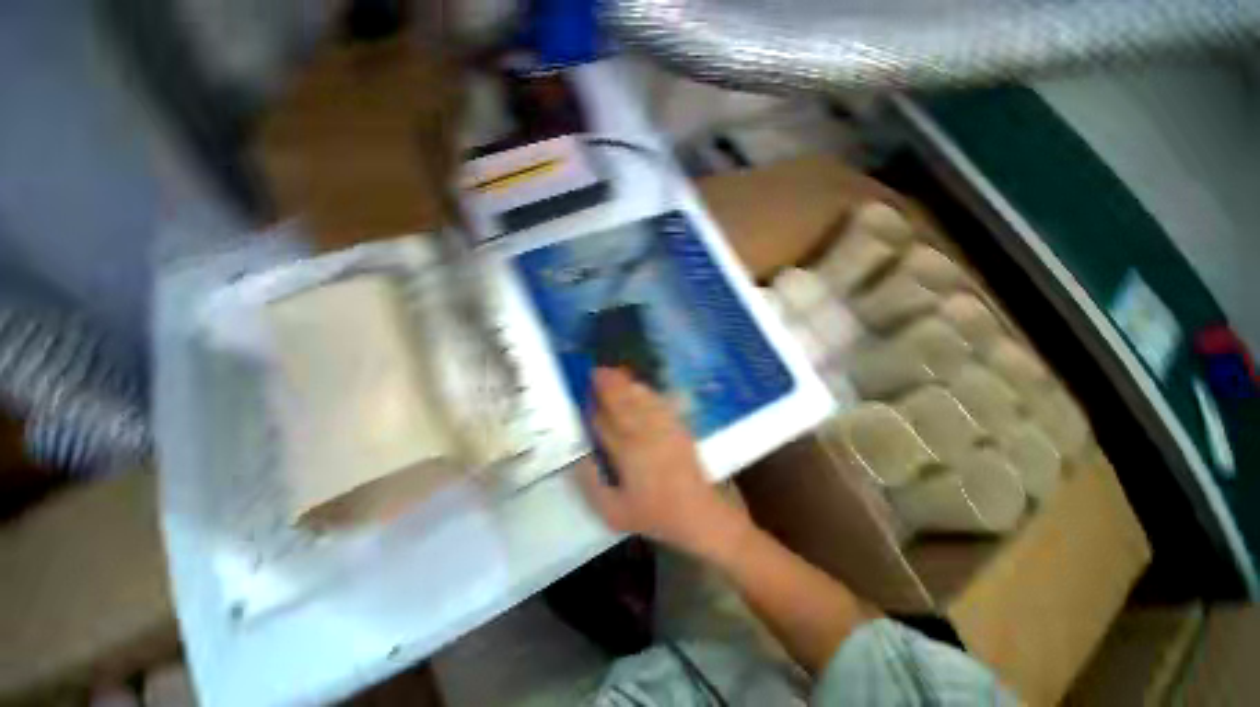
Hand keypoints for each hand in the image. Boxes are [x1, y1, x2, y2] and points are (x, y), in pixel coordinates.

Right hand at [578, 368, 749, 559]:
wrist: (701, 513)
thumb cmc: (656, 515)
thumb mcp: (614, 512)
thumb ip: (591, 486)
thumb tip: (578, 460)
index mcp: (627, 453)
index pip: (604, 422)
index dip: (592, 407)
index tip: (582, 394)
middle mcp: (644, 434)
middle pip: (622, 403)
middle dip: (607, 386)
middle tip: (594, 371)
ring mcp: (664, 428)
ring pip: (640, 399)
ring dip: (625, 384)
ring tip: (612, 372)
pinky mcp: (678, 427)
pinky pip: (659, 403)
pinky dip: (646, 391)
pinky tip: (639, 386)